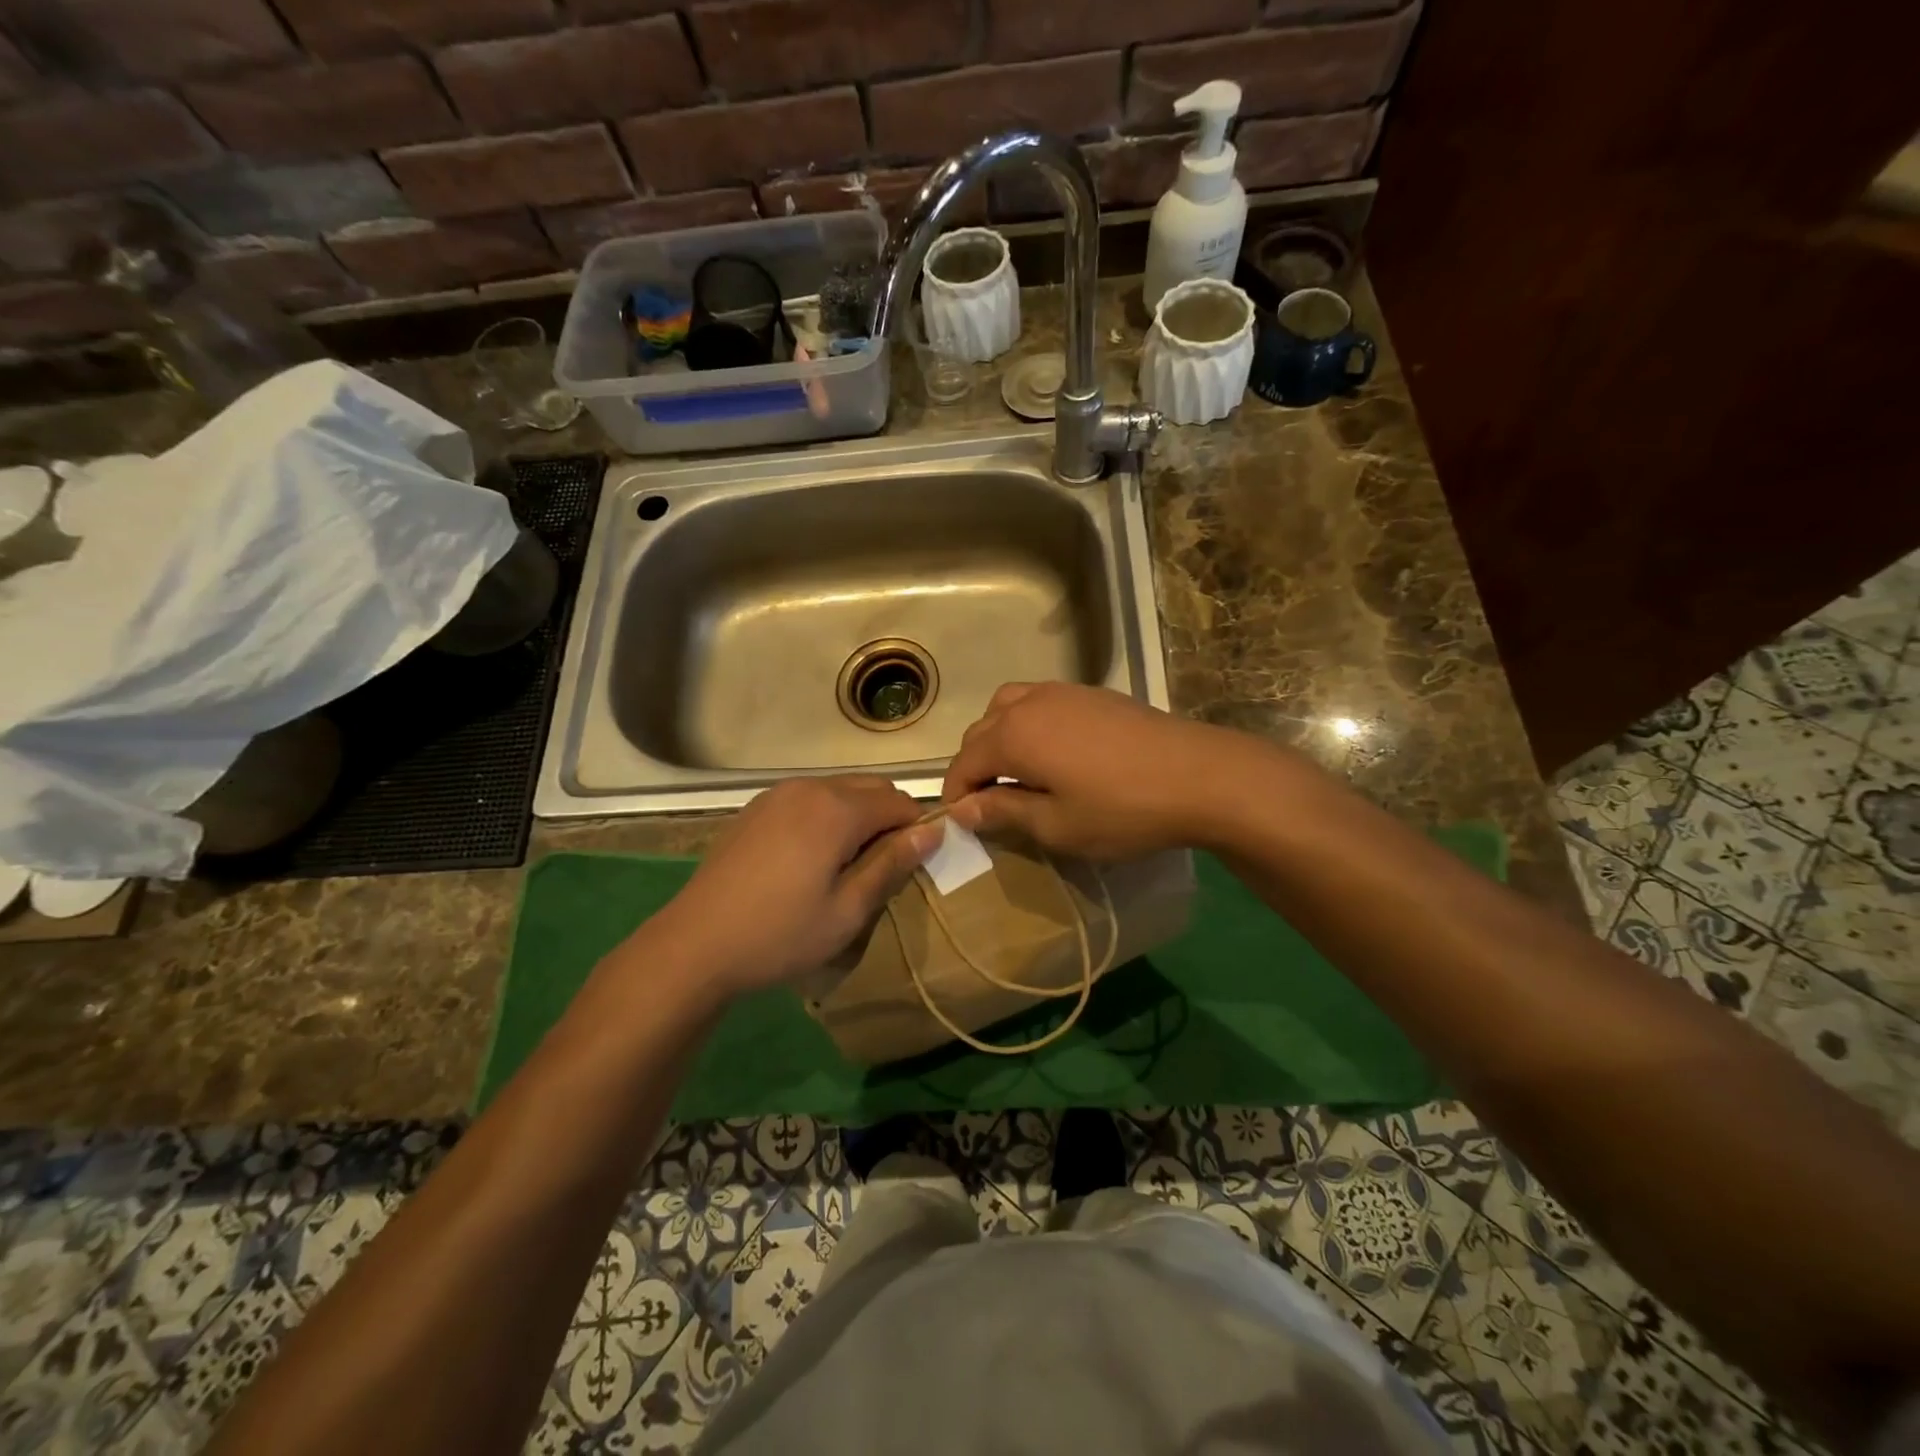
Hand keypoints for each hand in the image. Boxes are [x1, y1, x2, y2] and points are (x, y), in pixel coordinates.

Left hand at [648, 776, 941, 996]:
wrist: (695, 944)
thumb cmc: (780, 933)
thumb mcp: (848, 910)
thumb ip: (892, 863)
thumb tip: (933, 829)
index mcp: (837, 809)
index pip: (900, 801)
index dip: (918, 829)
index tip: (914, 865)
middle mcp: (810, 787)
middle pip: (872, 788)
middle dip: (889, 818)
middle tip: (882, 868)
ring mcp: (778, 794)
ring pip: (840, 790)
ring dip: (858, 816)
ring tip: (847, 865)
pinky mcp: (757, 807)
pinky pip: (809, 799)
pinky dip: (827, 816)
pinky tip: (810, 858)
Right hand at [942, 682, 1266, 858]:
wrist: (1201, 776)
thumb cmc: (1122, 810)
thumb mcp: (1056, 825)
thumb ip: (1003, 811)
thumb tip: (960, 809)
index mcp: (1013, 735)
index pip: (963, 763)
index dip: (956, 795)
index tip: (963, 824)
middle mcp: (1029, 703)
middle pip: (981, 730)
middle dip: (975, 765)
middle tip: (990, 804)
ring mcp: (1063, 692)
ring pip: (1009, 707)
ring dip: (1000, 738)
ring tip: (1018, 772)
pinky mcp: (1093, 693)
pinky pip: (1041, 702)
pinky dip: (1030, 724)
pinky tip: (1055, 753)